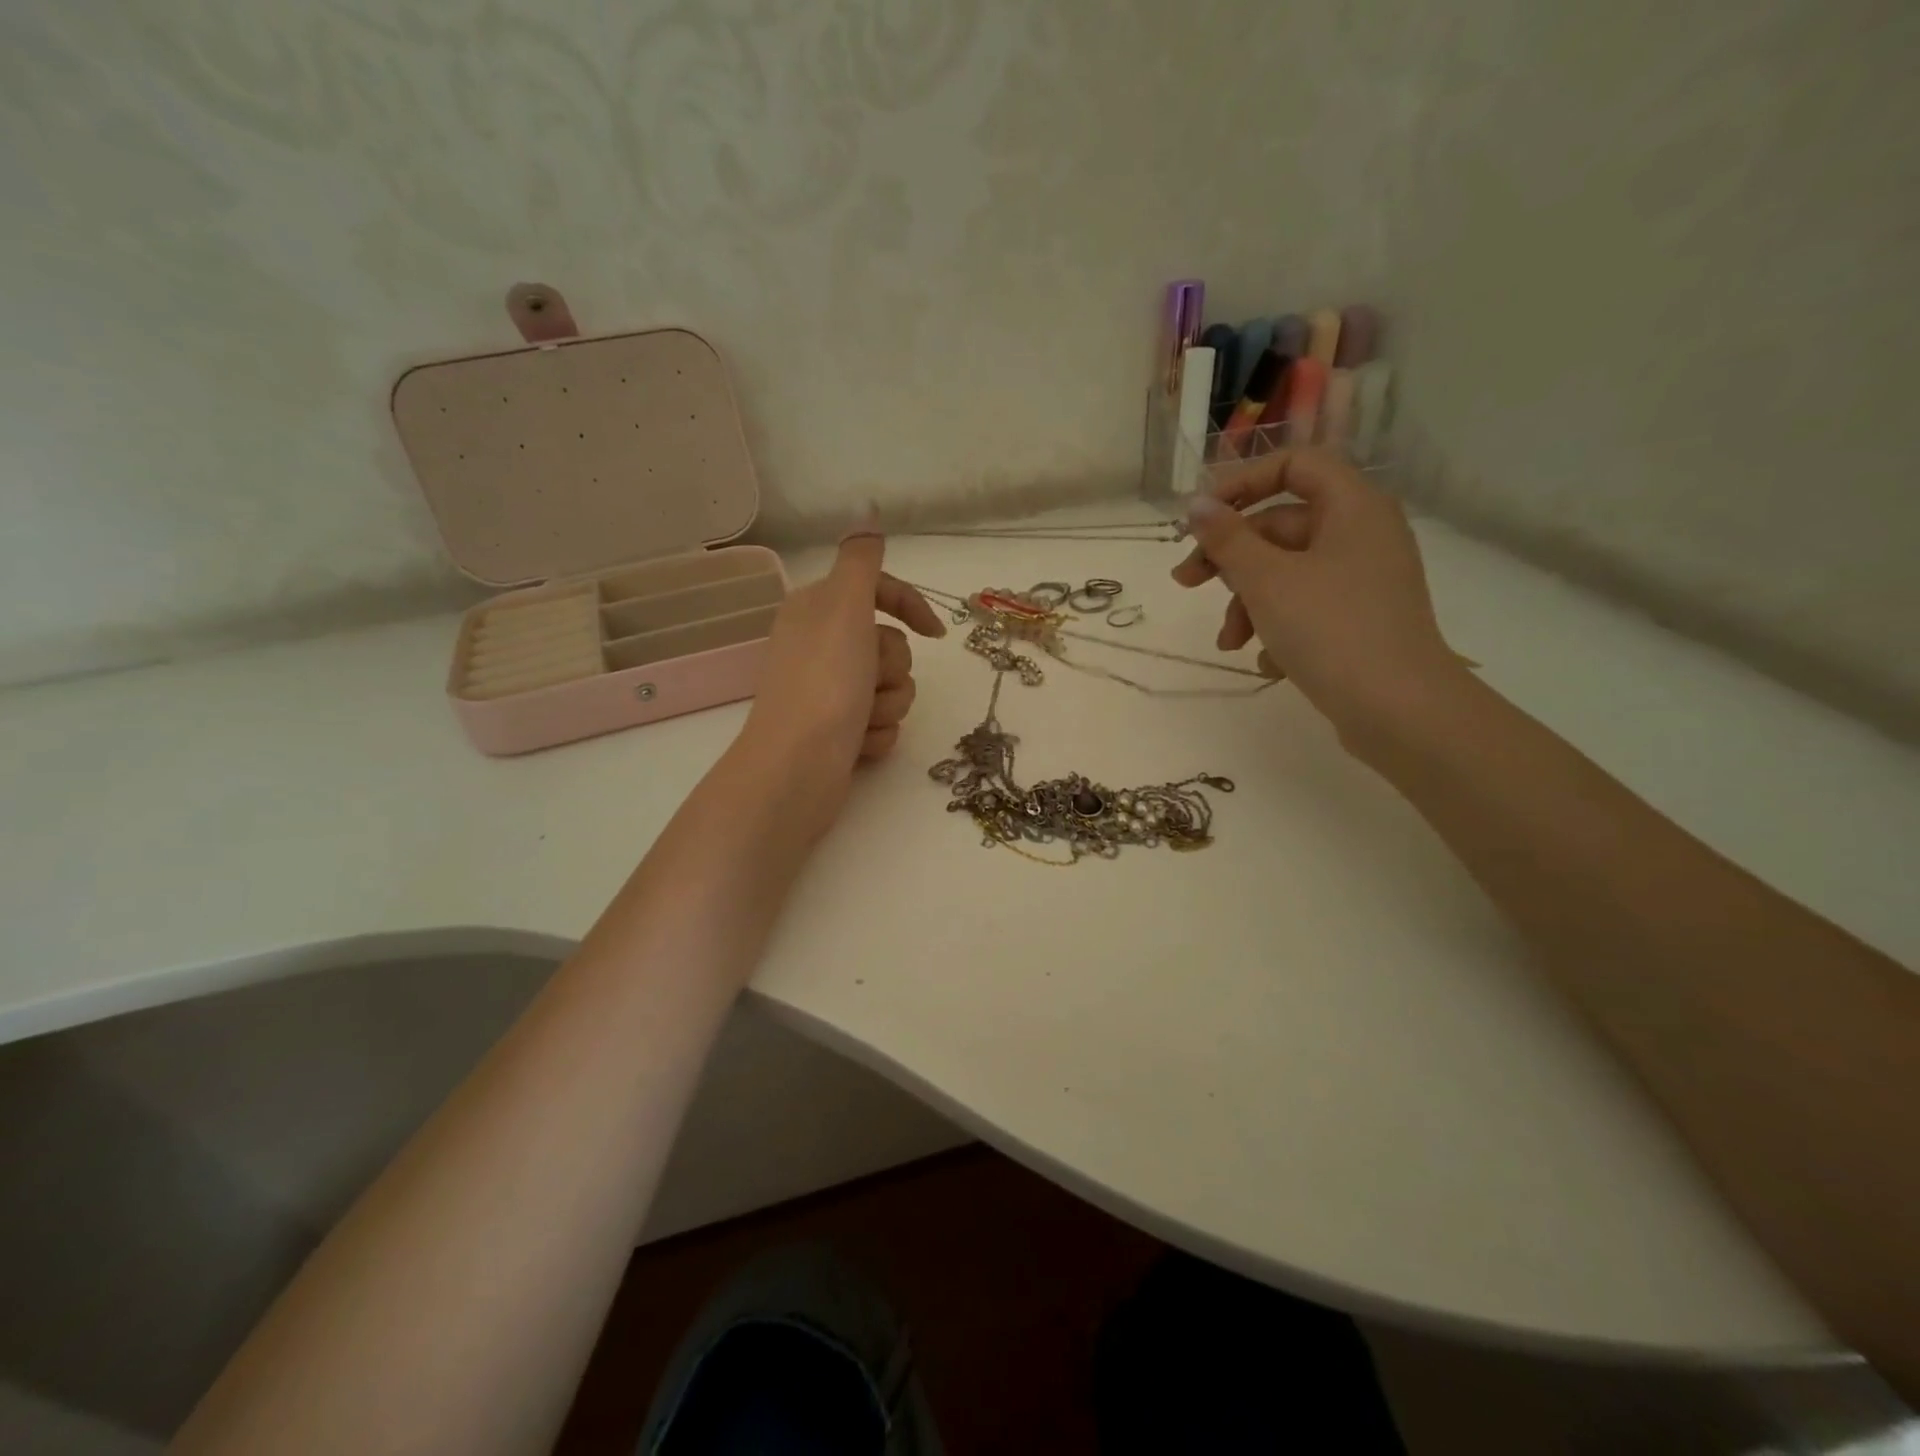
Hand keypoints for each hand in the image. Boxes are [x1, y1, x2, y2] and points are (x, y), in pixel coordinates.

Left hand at [738, 529, 945, 828]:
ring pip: (891, 688)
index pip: (878, 591)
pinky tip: (855, 745)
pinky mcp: (837, 732)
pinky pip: (881, 724)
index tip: (935, 633)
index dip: (910, 607)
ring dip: (887, 705)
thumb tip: (866, 507)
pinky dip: (876, 735)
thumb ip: (862, 560)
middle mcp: (821, 647)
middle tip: (866, 682)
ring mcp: (829, 692)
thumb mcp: (845, 608)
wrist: (797, 767)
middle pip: (891, 646)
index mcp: (818, 611)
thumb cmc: (824, 682)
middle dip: (891, 670)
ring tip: (860, 719)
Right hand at [1172, 449, 1461, 744]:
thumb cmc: (1331, 630)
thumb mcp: (1266, 581)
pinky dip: (1278, 627)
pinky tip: (1267, 663)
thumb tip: (1198, 505)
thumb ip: (1227, 539)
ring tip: (1230, 643)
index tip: (1201, 518)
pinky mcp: (1360, 620)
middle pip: (1281, 525)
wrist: (1398, 710)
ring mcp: (1363, 580)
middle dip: (1230, 559)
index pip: (1294, 465)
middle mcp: (1362, 534)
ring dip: (1248, 603)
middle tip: (1186, 583)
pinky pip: (1307, 607)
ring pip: (1288, 572)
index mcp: (1352, 507)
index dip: (1242, 483)